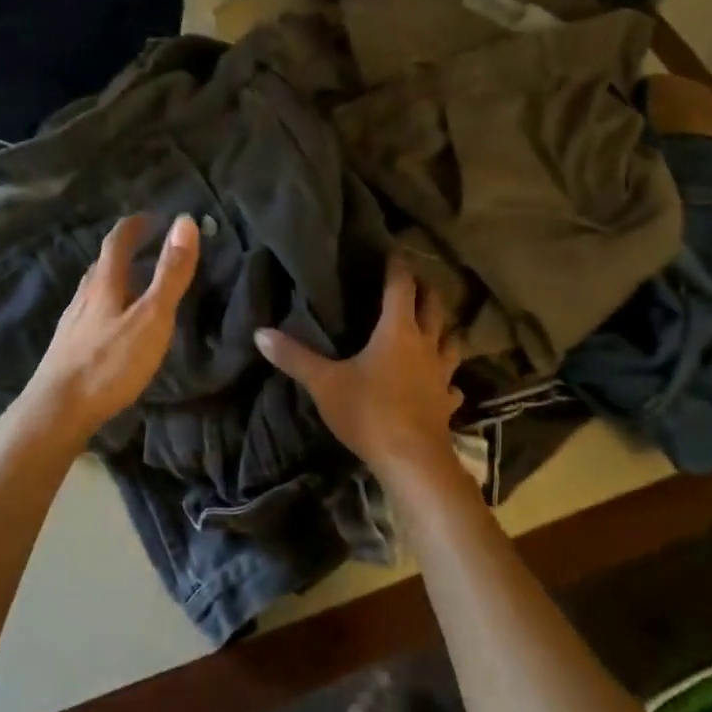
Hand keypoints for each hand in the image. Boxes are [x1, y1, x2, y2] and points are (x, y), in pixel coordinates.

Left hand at [14, 213, 200, 444]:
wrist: (57, 410)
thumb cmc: (109, 363)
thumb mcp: (151, 317)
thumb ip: (170, 274)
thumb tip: (185, 221)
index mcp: (105, 284)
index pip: (117, 241)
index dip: (136, 225)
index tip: (154, 218)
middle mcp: (83, 297)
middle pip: (102, 265)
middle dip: (125, 253)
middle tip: (148, 252)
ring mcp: (71, 324)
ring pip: (94, 292)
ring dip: (115, 282)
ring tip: (135, 289)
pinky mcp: (66, 349)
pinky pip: (89, 316)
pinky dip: (106, 309)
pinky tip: (113, 329)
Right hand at [255, 260, 461, 479]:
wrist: (411, 460)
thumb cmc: (367, 412)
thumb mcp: (323, 383)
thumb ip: (294, 356)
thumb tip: (259, 333)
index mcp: (397, 331)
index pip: (400, 287)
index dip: (397, 267)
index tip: (394, 251)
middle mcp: (425, 345)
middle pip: (434, 307)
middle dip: (426, 290)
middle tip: (416, 281)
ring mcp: (441, 375)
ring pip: (452, 342)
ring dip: (445, 329)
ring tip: (436, 326)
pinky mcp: (447, 403)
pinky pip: (452, 384)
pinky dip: (448, 379)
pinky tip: (444, 384)